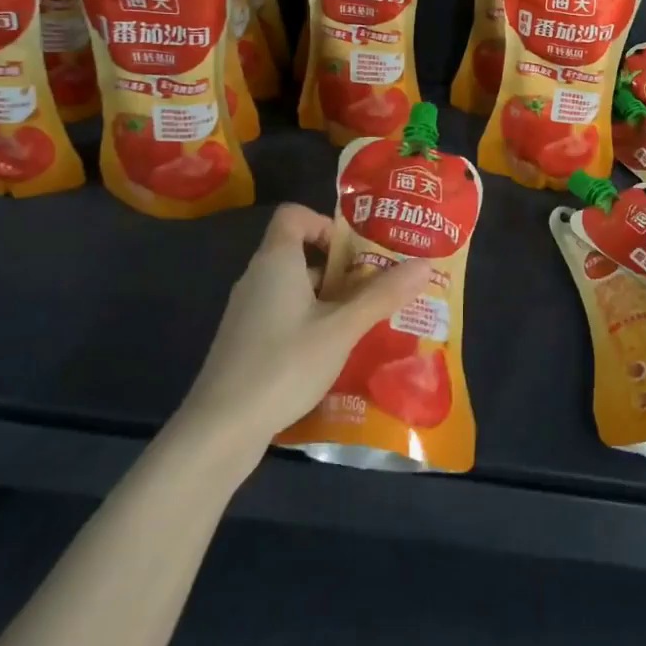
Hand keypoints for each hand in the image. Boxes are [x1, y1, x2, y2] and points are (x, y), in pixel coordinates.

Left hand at [180, 204, 433, 447]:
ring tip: (368, 322)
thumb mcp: (342, 329)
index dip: (325, 223)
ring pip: (296, 289)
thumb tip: (425, 263)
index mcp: (276, 261)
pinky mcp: (246, 342)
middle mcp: (258, 278)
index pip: (294, 215)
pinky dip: (313, 323)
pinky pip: (286, 316)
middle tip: (380, 288)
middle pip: (301, 254)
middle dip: (343, 268)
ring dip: (332, 299)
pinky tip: (336, 353)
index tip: (356, 251)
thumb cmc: (283, 365)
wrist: (220, 430)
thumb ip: (382, 295)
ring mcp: (248, 312)